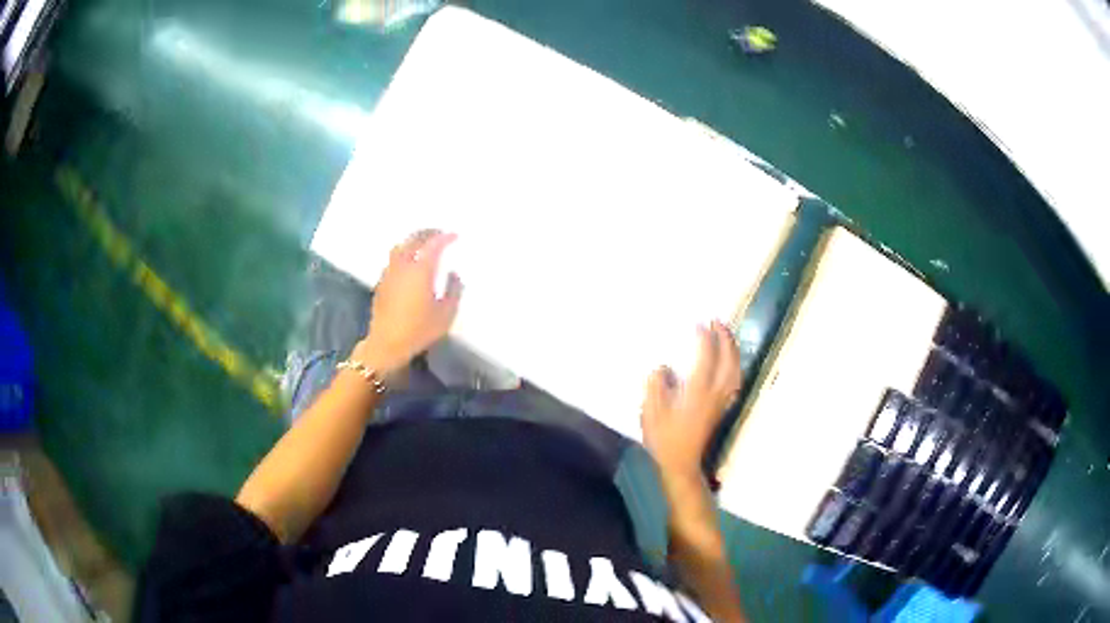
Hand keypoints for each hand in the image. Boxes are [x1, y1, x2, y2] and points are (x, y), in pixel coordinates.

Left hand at [354, 230, 462, 374]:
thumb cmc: (419, 330)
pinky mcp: (381, 283)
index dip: (445, 237)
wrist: (386, 345)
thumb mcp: (446, 314)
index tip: (455, 235)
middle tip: (438, 233)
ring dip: (412, 241)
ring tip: (422, 244)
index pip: (434, 244)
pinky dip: (403, 253)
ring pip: (400, 247)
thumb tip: (453, 274)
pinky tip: (408, 263)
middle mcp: (403, 265)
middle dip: (427, 233)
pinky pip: (393, 259)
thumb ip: (454, 290)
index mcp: (420, 269)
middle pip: (413, 239)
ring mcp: (389, 273)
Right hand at [641, 321, 741, 481]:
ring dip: (733, 350)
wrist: (680, 463)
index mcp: (698, 390)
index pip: (707, 356)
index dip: (704, 337)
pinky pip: (735, 381)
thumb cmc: (664, 437)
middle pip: (728, 359)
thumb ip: (657, 383)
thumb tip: (664, 367)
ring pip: (735, 369)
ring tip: (726, 336)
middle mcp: (715, 392)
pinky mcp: (722, 408)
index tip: (698, 323)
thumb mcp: (651, 409)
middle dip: (725, 338)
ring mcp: (721, 400)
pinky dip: (735, 366)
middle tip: (717, 322)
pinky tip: (730, 363)